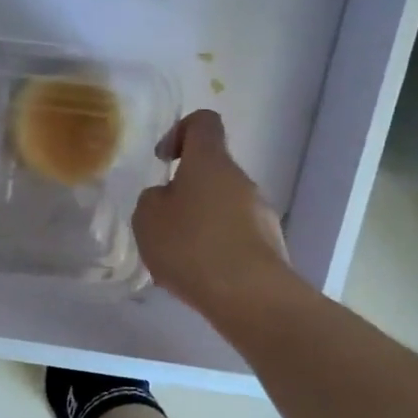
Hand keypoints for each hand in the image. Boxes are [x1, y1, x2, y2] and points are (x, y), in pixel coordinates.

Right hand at [133, 109, 290, 320]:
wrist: (250, 296)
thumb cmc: (191, 246)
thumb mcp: (147, 218)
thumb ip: (152, 198)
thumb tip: (168, 197)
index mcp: (210, 162)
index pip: (203, 122)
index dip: (180, 131)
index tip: (164, 160)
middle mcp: (241, 180)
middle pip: (212, 171)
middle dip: (186, 191)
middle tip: (162, 224)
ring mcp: (261, 212)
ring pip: (223, 206)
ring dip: (201, 222)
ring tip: (179, 257)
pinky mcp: (269, 245)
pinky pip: (235, 235)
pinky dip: (216, 248)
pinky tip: (201, 276)